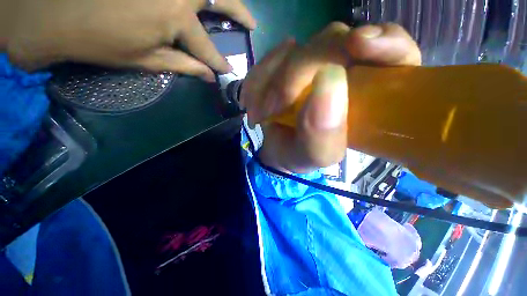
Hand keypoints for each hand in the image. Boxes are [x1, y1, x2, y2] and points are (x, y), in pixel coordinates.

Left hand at [3, 0, 254, 80]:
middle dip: (239, 12)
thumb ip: (185, 65)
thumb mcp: (147, 60)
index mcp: (176, 17)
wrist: (57, 13)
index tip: (230, 70)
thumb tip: (210, 77)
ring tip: (235, 8)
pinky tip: (205, 0)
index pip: (208, 47)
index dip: (220, 61)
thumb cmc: (101, 41)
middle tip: (251, 23)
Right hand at [240, 23, 420, 172]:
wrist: (279, 149)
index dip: (384, 42)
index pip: (395, 51)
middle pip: (333, 42)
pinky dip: (259, 78)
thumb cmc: (304, 154)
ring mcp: (315, 62)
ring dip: (271, 80)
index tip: (358, 45)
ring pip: (297, 49)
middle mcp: (346, 68)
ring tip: (259, 112)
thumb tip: (326, 83)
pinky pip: (273, 57)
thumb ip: (324, 133)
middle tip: (273, 107)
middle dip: (297, 74)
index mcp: (370, 92)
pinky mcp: (289, 63)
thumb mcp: (318, 154)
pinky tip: (252, 101)